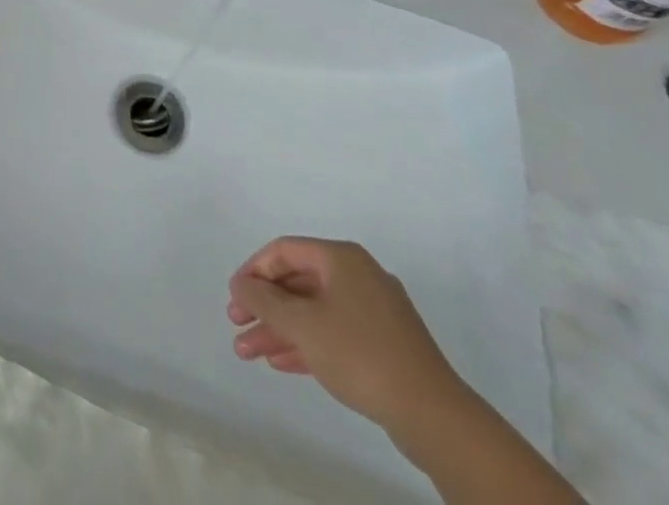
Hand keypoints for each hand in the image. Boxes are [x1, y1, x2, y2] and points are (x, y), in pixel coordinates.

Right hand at [227, 237, 466, 435]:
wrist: (434, 416)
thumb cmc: (360, 354)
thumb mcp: (302, 325)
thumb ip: (264, 301)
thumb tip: (240, 285)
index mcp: (341, 258)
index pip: (284, 251)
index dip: (253, 271)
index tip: (234, 298)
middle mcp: (358, 276)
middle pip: (297, 284)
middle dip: (264, 308)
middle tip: (236, 326)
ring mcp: (375, 312)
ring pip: (314, 313)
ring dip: (279, 330)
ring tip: (248, 352)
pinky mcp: (385, 346)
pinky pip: (334, 334)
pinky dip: (306, 344)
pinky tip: (281, 362)